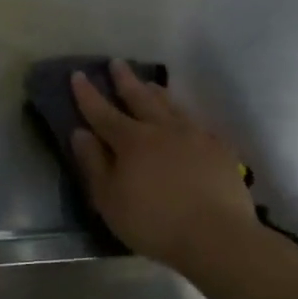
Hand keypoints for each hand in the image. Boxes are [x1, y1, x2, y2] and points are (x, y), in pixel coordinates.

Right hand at [70, 61, 257, 268]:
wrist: (217, 236)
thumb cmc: (153, 222)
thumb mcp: (109, 199)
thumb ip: (93, 163)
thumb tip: (80, 132)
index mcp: (131, 141)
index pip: (102, 112)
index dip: (88, 94)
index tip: (78, 75)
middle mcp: (162, 129)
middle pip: (140, 98)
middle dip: (125, 80)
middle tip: (116, 62)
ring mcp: (195, 136)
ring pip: (171, 106)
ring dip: (156, 92)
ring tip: (149, 83)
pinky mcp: (219, 150)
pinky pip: (196, 123)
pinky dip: (184, 116)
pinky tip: (185, 120)